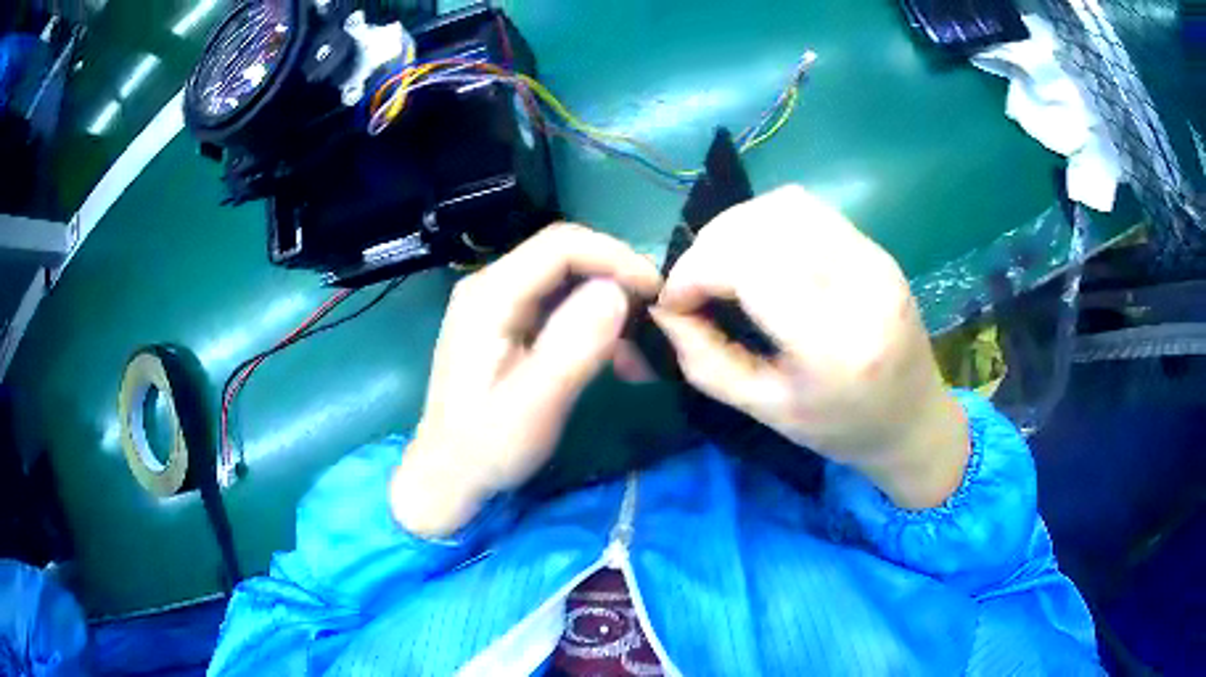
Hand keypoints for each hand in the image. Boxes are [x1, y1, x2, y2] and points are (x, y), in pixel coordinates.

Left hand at [391, 224, 661, 536]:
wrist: (449, 475)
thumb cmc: (487, 447)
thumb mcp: (534, 406)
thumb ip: (573, 347)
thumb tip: (618, 292)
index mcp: (490, 296)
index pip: (561, 245)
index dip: (616, 257)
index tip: (657, 291)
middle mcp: (490, 285)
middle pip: (565, 254)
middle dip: (616, 278)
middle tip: (656, 317)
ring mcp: (497, 302)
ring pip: (566, 278)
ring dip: (609, 302)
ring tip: (640, 346)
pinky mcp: (507, 322)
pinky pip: (559, 303)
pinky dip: (593, 321)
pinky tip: (616, 356)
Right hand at [654, 185, 968, 508]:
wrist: (913, 419)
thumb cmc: (840, 429)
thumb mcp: (764, 410)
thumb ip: (704, 360)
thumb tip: (665, 310)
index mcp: (833, 342)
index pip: (749, 265)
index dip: (695, 272)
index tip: (674, 301)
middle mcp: (859, 284)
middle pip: (764, 224)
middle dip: (710, 246)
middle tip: (695, 283)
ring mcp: (873, 258)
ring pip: (785, 205)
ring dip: (738, 227)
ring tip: (723, 265)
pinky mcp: (875, 248)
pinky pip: (808, 210)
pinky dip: (767, 223)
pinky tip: (760, 256)